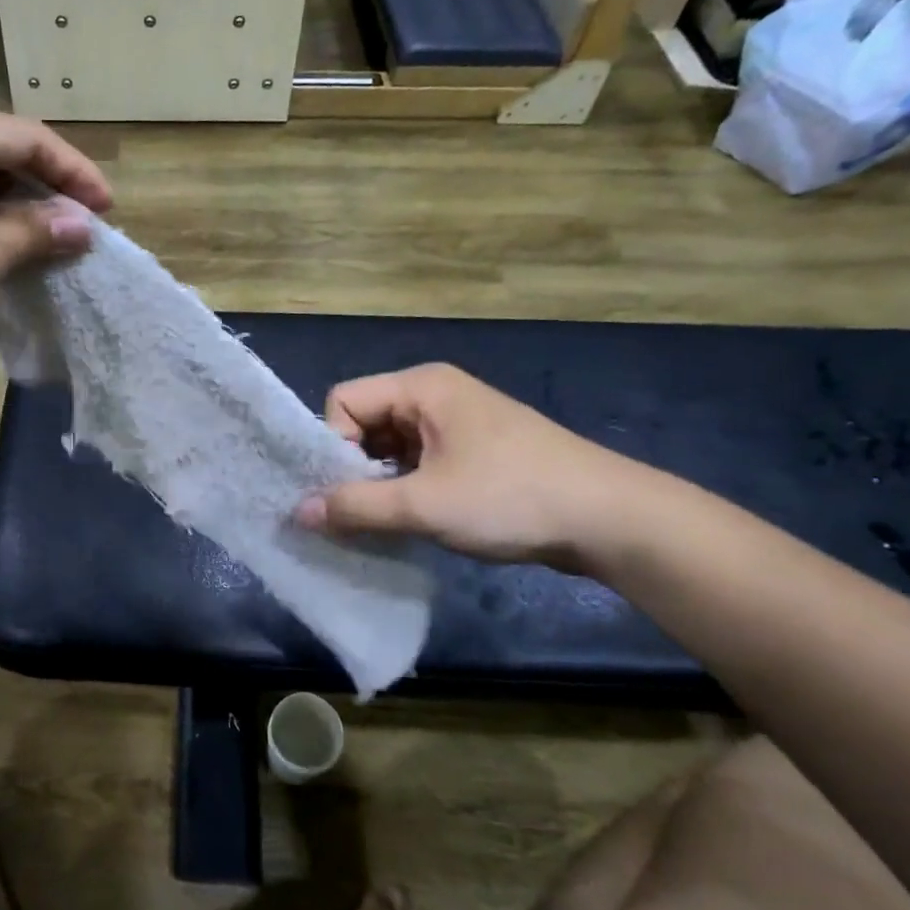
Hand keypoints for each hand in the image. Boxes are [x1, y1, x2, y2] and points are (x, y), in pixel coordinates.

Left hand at [0, 99, 111, 359]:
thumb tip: (83, 225)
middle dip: (45, 188)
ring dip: (15, 205)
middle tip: (81, 225)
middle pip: (0, 149)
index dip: (73, 172)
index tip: (107, 209)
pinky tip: (4, 244)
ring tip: (49, 239)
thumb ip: (36, 232)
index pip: (26, 138)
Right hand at [294, 364, 653, 569]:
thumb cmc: (511, 498)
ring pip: (390, 447)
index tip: (345, 490)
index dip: (333, 444)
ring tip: (386, 521)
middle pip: (364, 423)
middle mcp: (435, 395)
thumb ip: (356, 507)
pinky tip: (413, 520)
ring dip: (379, 484)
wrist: (612, 520)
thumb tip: (298, 513)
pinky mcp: (474, 452)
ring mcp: (457, 423)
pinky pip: (417, 462)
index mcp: (422, 387)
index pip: (343, 401)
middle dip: (353, 468)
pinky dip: (405, 489)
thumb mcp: (425, 505)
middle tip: (358, 512)